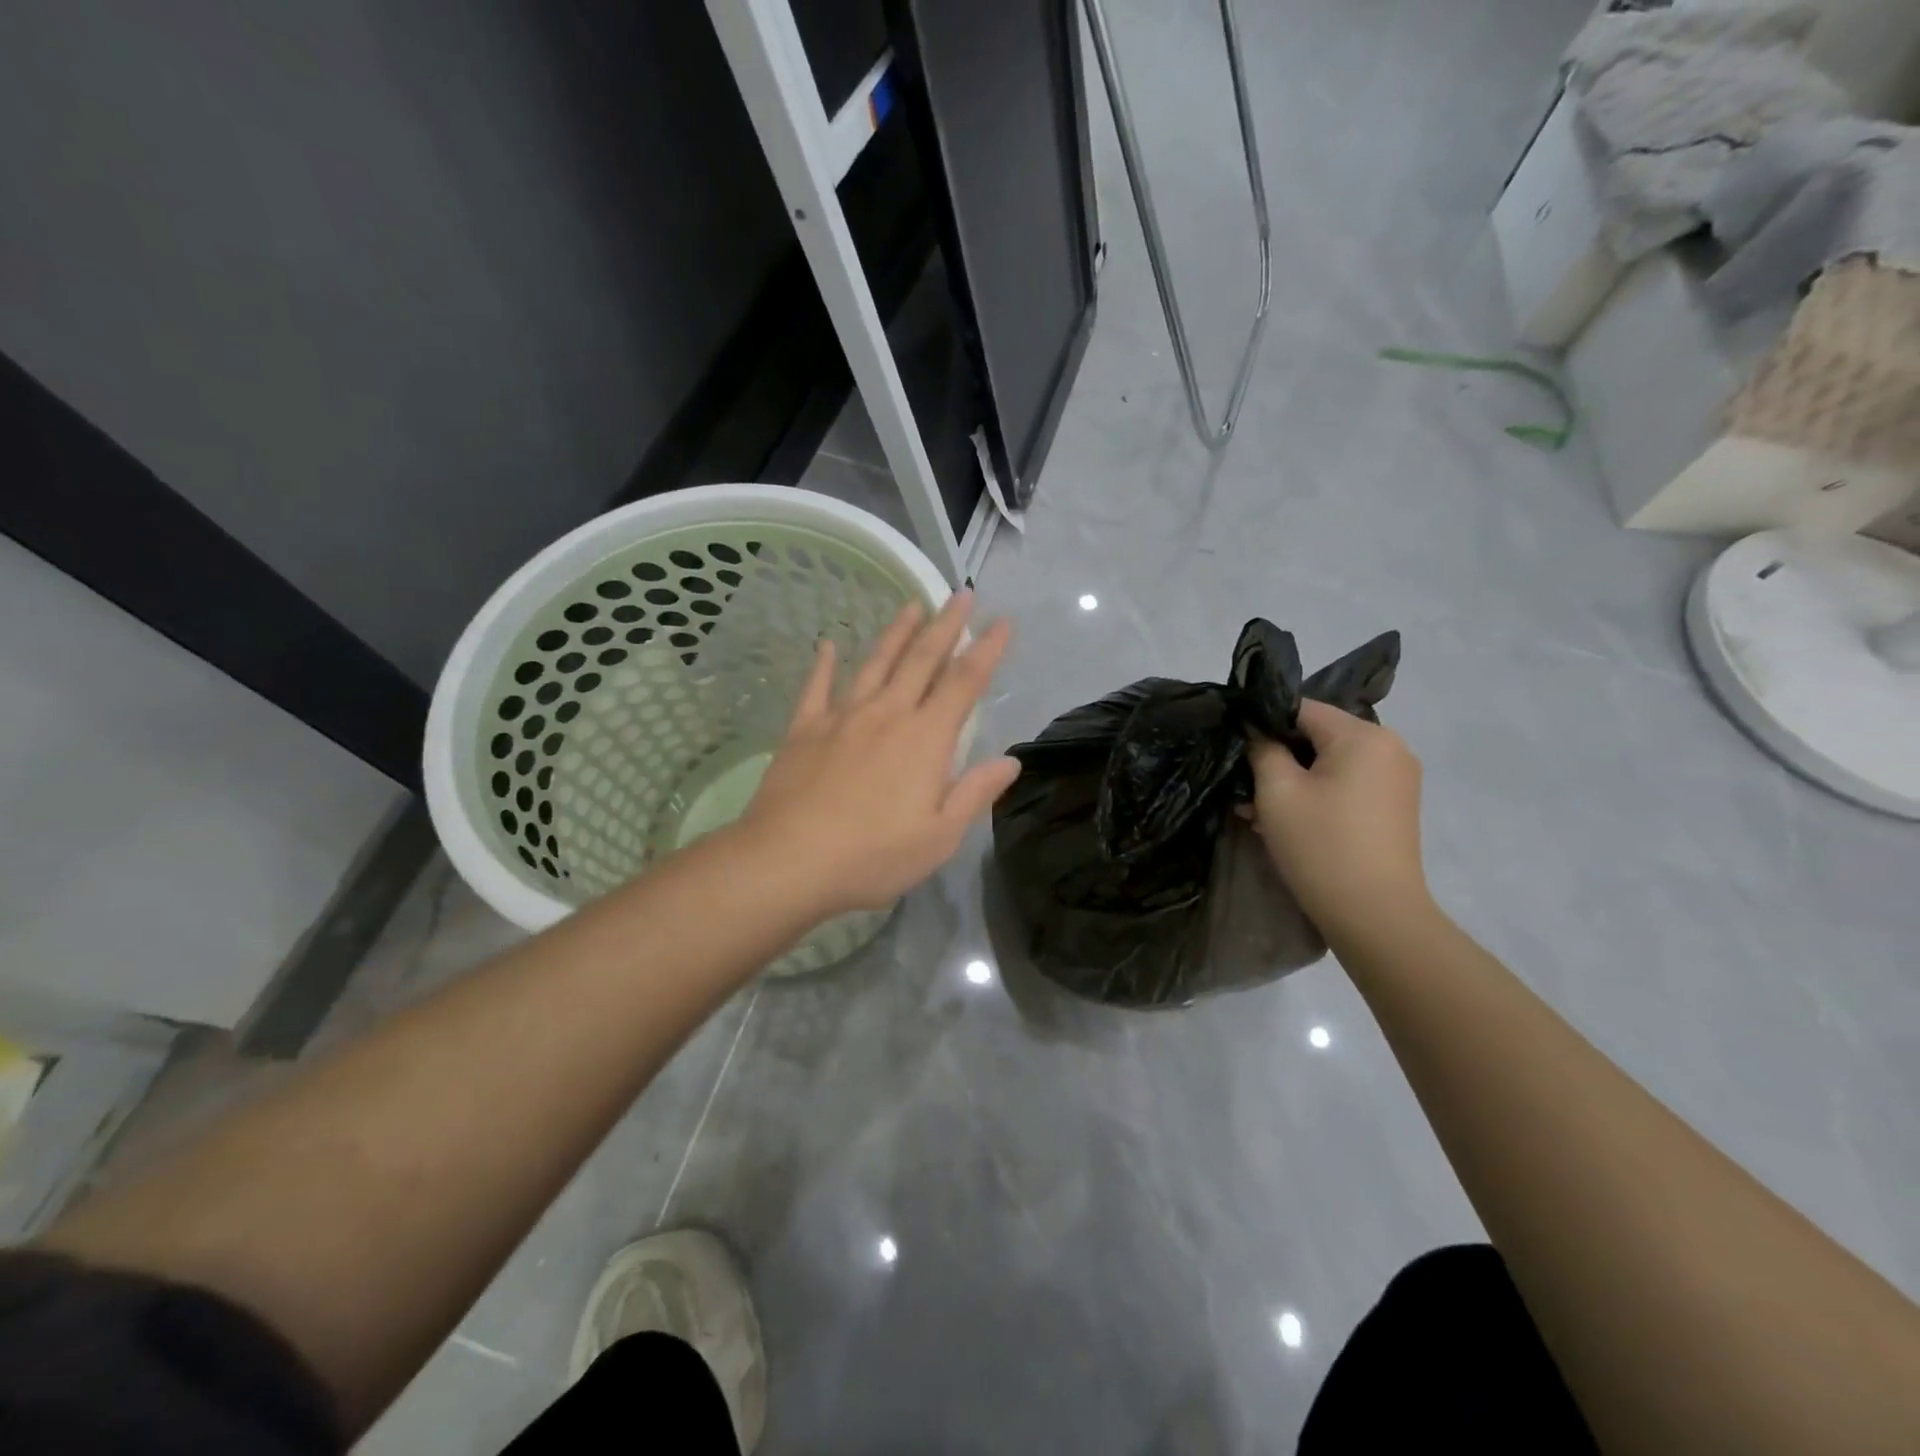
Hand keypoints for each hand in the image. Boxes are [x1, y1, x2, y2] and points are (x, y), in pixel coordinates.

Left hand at [739, 591, 1020, 915]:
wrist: (788, 860)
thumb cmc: (873, 856)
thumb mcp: (939, 837)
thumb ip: (974, 793)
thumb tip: (1010, 761)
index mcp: (925, 739)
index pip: (964, 683)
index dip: (987, 651)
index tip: (1002, 623)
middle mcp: (888, 714)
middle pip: (922, 659)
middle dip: (946, 625)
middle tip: (961, 594)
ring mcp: (842, 717)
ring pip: (876, 663)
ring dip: (897, 632)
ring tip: (912, 604)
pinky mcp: (804, 729)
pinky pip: (817, 687)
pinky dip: (824, 663)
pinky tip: (827, 644)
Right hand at [1244, 699, 1429, 937]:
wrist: (1375, 915)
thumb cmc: (1321, 845)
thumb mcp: (1277, 792)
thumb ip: (1262, 749)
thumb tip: (1256, 731)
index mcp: (1364, 735)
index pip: (1301, 708)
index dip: (1263, 723)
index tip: (1235, 748)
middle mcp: (1389, 747)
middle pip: (1318, 735)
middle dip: (1278, 757)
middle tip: (1243, 786)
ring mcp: (1396, 778)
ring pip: (1329, 763)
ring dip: (1293, 780)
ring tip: (1256, 810)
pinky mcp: (1394, 806)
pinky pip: (1346, 784)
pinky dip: (1316, 794)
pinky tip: (1285, 821)